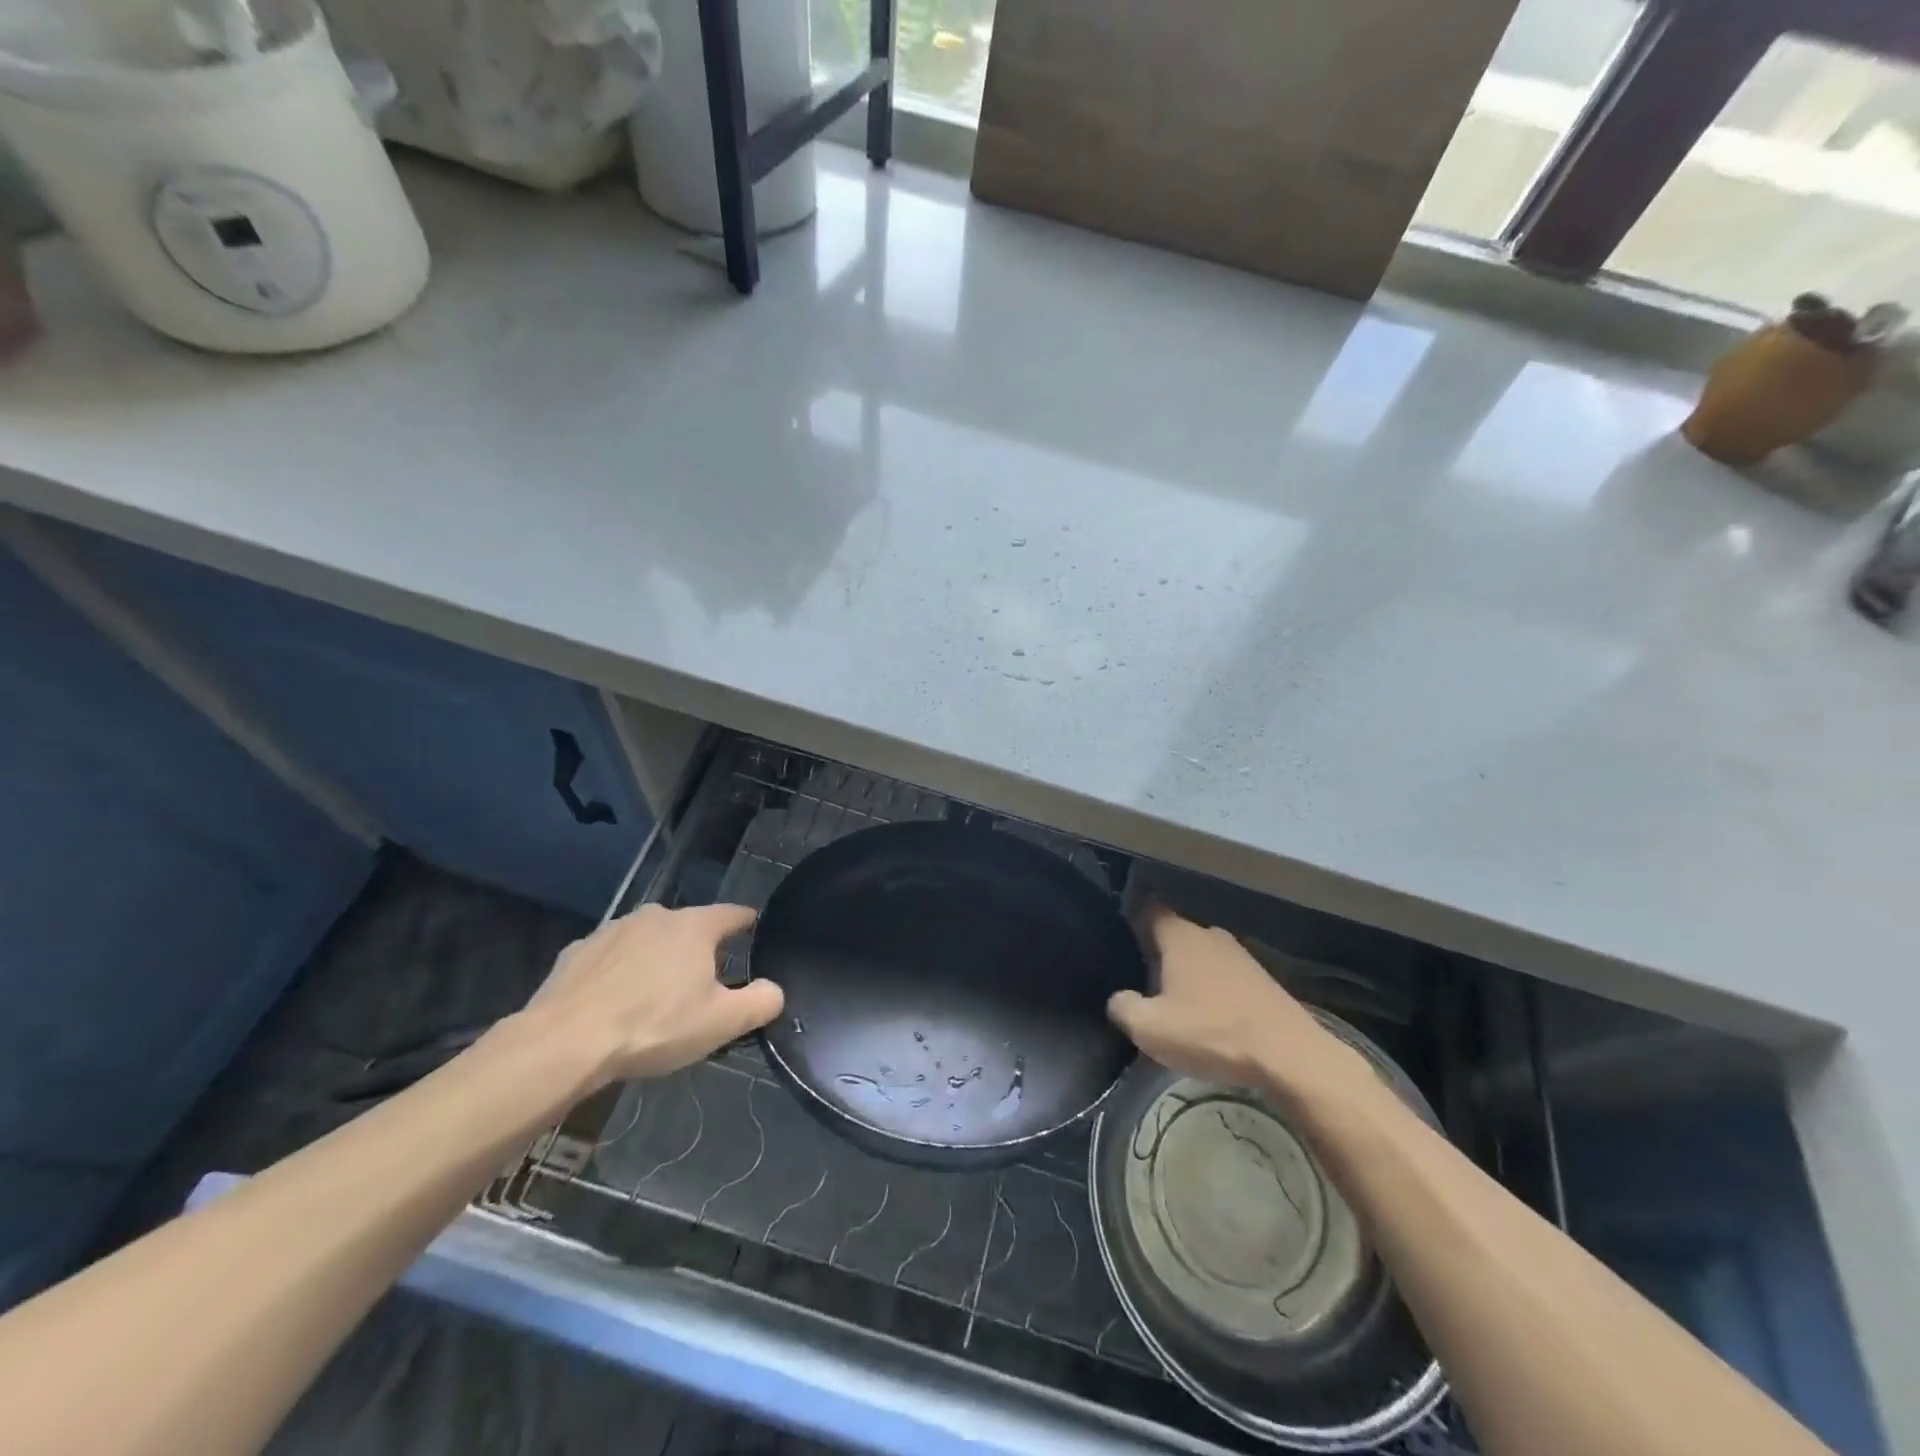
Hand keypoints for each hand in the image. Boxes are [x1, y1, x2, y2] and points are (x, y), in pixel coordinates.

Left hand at [527, 903, 783, 1088]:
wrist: (564, 1042)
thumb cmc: (654, 1025)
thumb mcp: (721, 1022)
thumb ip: (760, 1002)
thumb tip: (775, 990)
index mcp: (694, 926)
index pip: (733, 914)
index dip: (747, 923)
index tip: (755, 930)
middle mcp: (655, 916)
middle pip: (688, 927)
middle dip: (699, 949)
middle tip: (703, 983)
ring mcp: (612, 931)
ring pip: (647, 940)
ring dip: (656, 959)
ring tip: (656, 996)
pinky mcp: (577, 952)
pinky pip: (610, 958)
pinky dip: (618, 973)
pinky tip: (613, 1003)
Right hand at [1108, 906, 1370, 1100]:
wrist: (1290, 1055)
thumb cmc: (1212, 1033)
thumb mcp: (1151, 1029)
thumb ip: (1124, 1007)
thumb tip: (1119, 998)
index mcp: (1180, 936)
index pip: (1150, 909)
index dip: (1133, 918)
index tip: (1120, 935)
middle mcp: (1210, 934)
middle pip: (1176, 934)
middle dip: (1159, 953)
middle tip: (1143, 980)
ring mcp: (1241, 955)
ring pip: (1202, 955)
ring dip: (1189, 974)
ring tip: (1176, 1003)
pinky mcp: (1263, 979)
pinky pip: (1225, 975)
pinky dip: (1214, 989)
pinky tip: (1211, 1016)